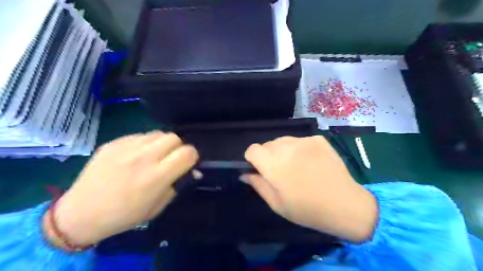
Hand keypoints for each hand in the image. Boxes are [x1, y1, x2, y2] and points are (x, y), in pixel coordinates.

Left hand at [44, 132, 197, 246]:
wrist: (81, 213)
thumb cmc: (124, 215)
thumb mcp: (158, 207)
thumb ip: (177, 185)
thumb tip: (193, 172)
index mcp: (157, 176)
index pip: (188, 153)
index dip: (192, 157)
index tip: (187, 164)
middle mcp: (144, 157)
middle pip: (174, 137)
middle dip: (178, 147)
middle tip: (170, 159)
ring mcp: (127, 147)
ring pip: (158, 133)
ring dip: (161, 144)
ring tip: (153, 156)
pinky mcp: (114, 143)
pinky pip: (139, 135)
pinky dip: (144, 143)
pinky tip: (135, 156)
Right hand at [243, 137, 378, 241]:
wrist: (345, 205)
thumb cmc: (307, 209)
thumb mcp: (277, 204)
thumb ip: (258, 185)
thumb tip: (245, 174)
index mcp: (273, 164)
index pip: (252, 149)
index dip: (252, 159)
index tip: (260, 169)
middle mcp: (286, 147)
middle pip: (267, 144)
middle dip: (268, 156)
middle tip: (281, 171)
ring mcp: (304, 141)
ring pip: (283, 140)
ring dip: (283, 151)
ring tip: (296, 166)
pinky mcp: (318, 139)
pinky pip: (301, 141)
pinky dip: (300, 149)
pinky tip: (311, 162)